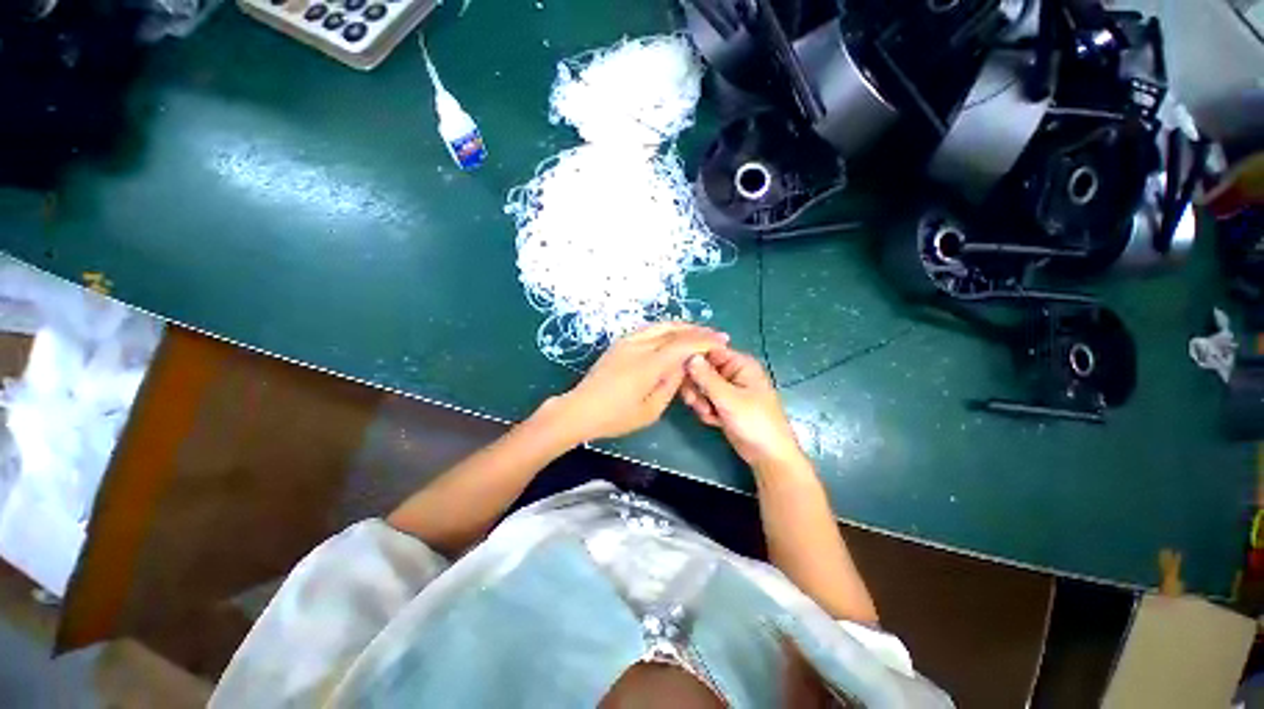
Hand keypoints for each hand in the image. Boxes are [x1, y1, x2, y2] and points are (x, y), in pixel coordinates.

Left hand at [549, 322, 728, 441]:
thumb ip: (671, 384)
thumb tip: (683, 365)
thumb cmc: (616, 416)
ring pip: (661, 325)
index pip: (683, 344)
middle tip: (715, 335)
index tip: (721, 341)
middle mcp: (639, 346)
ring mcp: (627, 341)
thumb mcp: (651, 409)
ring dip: (683, 326)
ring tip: (698, 332)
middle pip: (674, 330)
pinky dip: (666, 328)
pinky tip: (672, 334)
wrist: (581, 408)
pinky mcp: (620, 342)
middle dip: (697, 330)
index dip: (704, 341)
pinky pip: (649, 329)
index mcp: (649, 364)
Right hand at [681, 348, 805, 470]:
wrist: (768, 456)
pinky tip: (713, 420)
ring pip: (700, 386)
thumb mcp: (728, 399)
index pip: (710, 350)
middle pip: (701, 369)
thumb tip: (689, 355)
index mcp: (740, 363)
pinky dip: (705, 410)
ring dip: (700, 400)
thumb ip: (706, 377)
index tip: (680, 372)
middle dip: (696, 386)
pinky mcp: (723, 404)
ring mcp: (727, 389)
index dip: (693, 359)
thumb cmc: (754, 422)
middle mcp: (732, 372)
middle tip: (696, 401)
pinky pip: (704, 400)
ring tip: (708, 413)